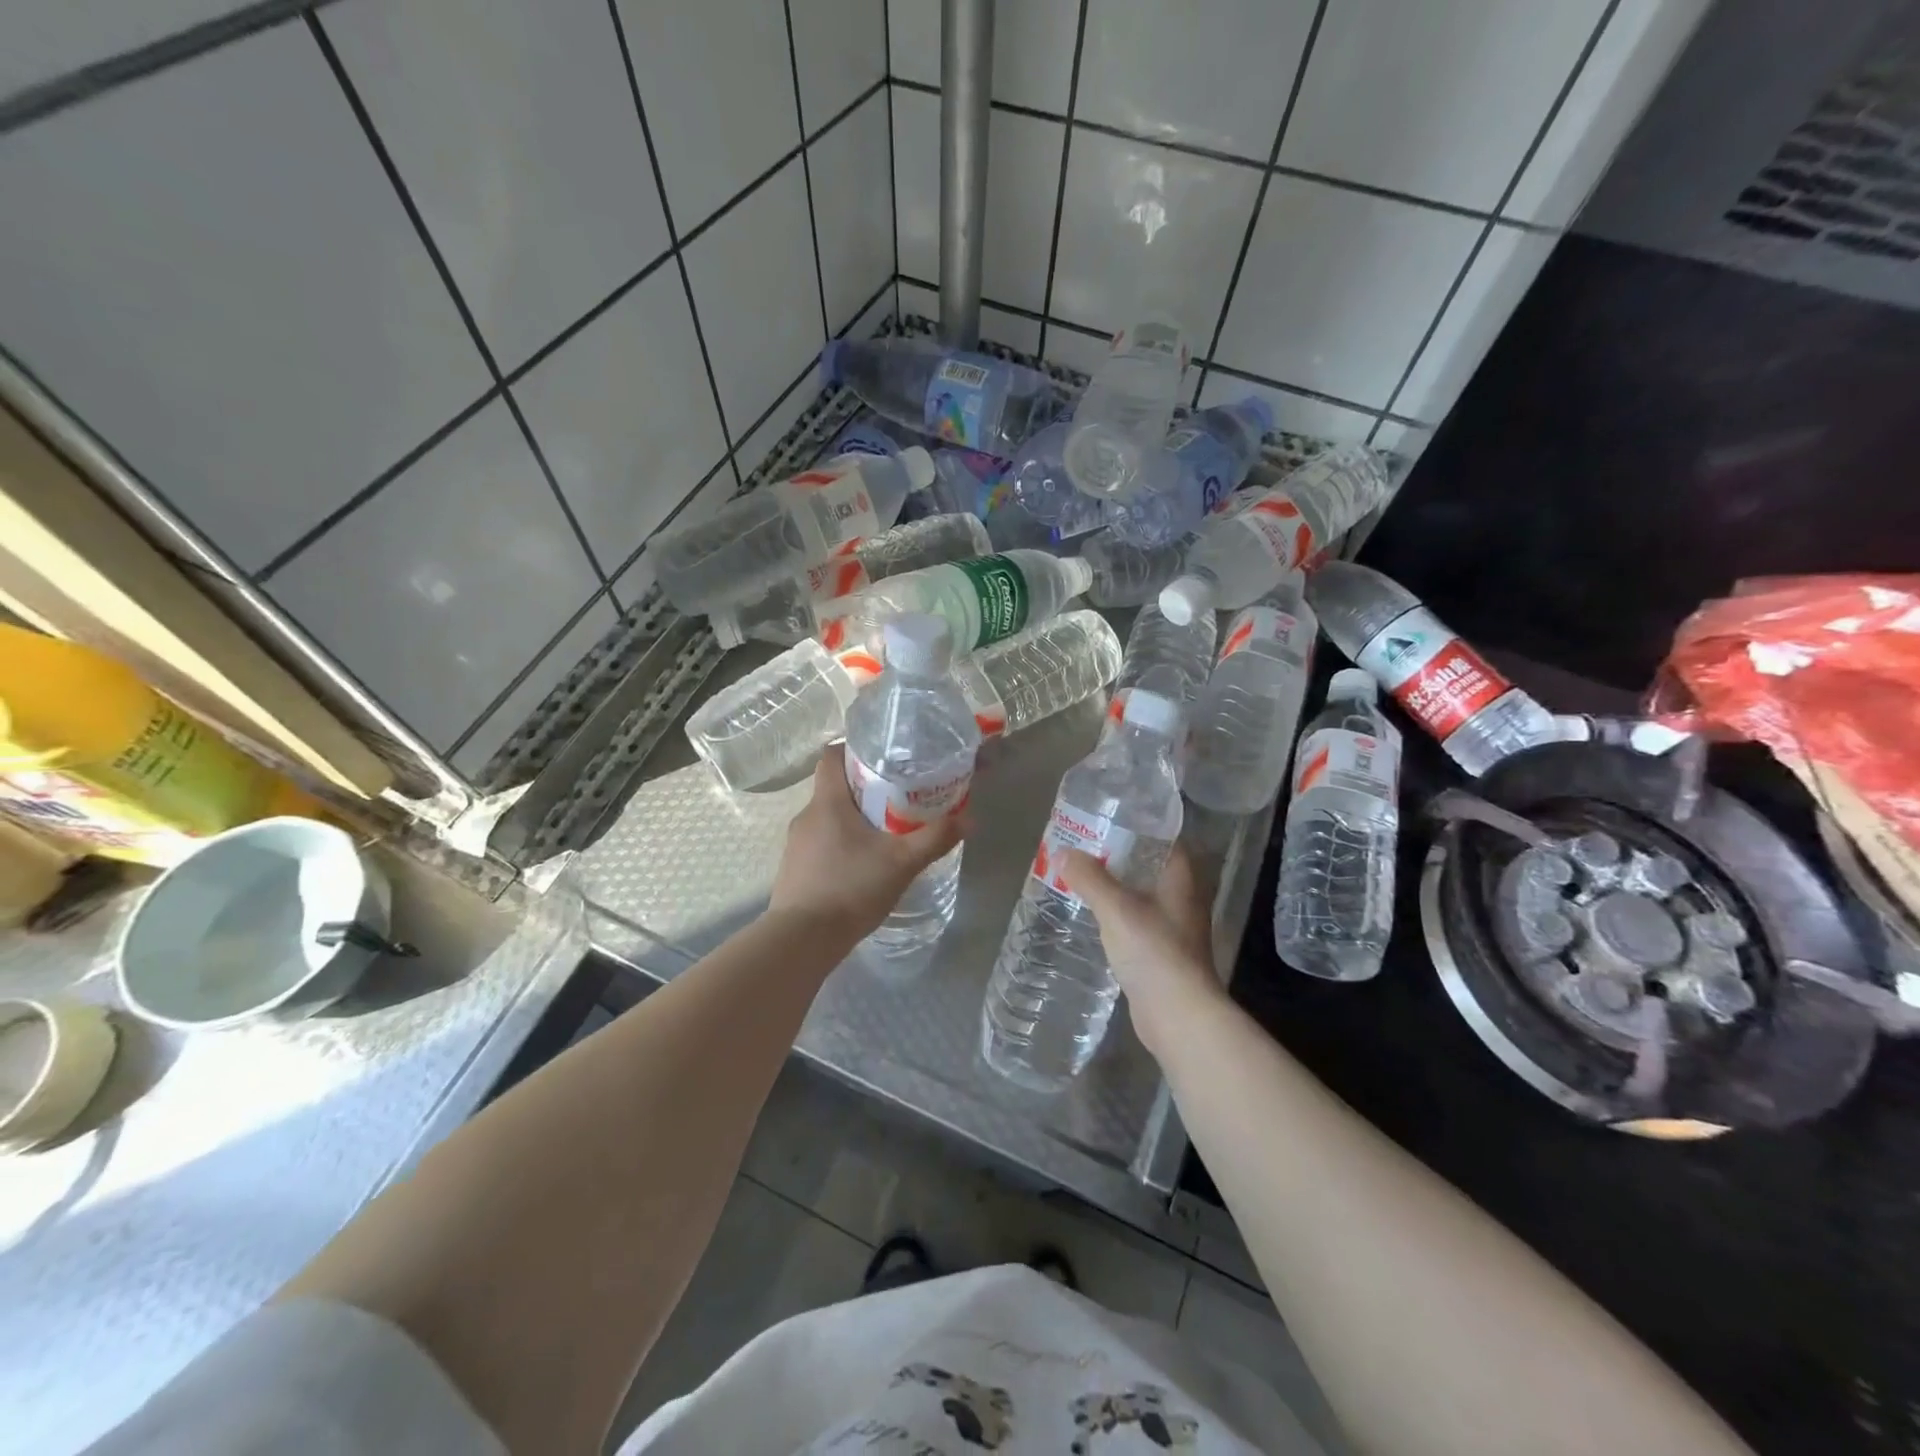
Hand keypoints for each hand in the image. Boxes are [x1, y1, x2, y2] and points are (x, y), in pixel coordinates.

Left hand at [769, 743, 966, 940]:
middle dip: (865, 789)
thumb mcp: (902, 862)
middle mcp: (806, 816)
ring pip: (828, 818)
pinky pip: (821, 844)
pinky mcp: (794, 869)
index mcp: (828, 802)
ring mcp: (796, 844)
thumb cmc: (851, 888)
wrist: (803, 939)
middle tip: (898, 797)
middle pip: (835, 787)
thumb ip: (935, 838)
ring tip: (885, 833)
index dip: (854, 750)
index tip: (883, 757)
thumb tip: (969, 819)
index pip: (832, 756)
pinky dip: (842, 845)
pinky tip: (863, 865)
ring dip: (854, 820)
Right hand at [1061, 844, 1227, 1056]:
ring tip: (1083, 876)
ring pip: (1143, 896)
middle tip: (1086, 846)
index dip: (1142, 826)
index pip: (1167, 840)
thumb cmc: (1154, 952)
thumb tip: (1063, 852)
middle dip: (1122, 856)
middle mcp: (1182, 899)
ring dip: (1118, 886)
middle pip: (1151, 866)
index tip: (1111, 818)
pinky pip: (1137, 922)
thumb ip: (1090, 879)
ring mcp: (1174, 929)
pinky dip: (1117, 915)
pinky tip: (1094, 916)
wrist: (1178, 1016)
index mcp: (1181, 880)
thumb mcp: (1116, 908)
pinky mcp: (1162, 954)